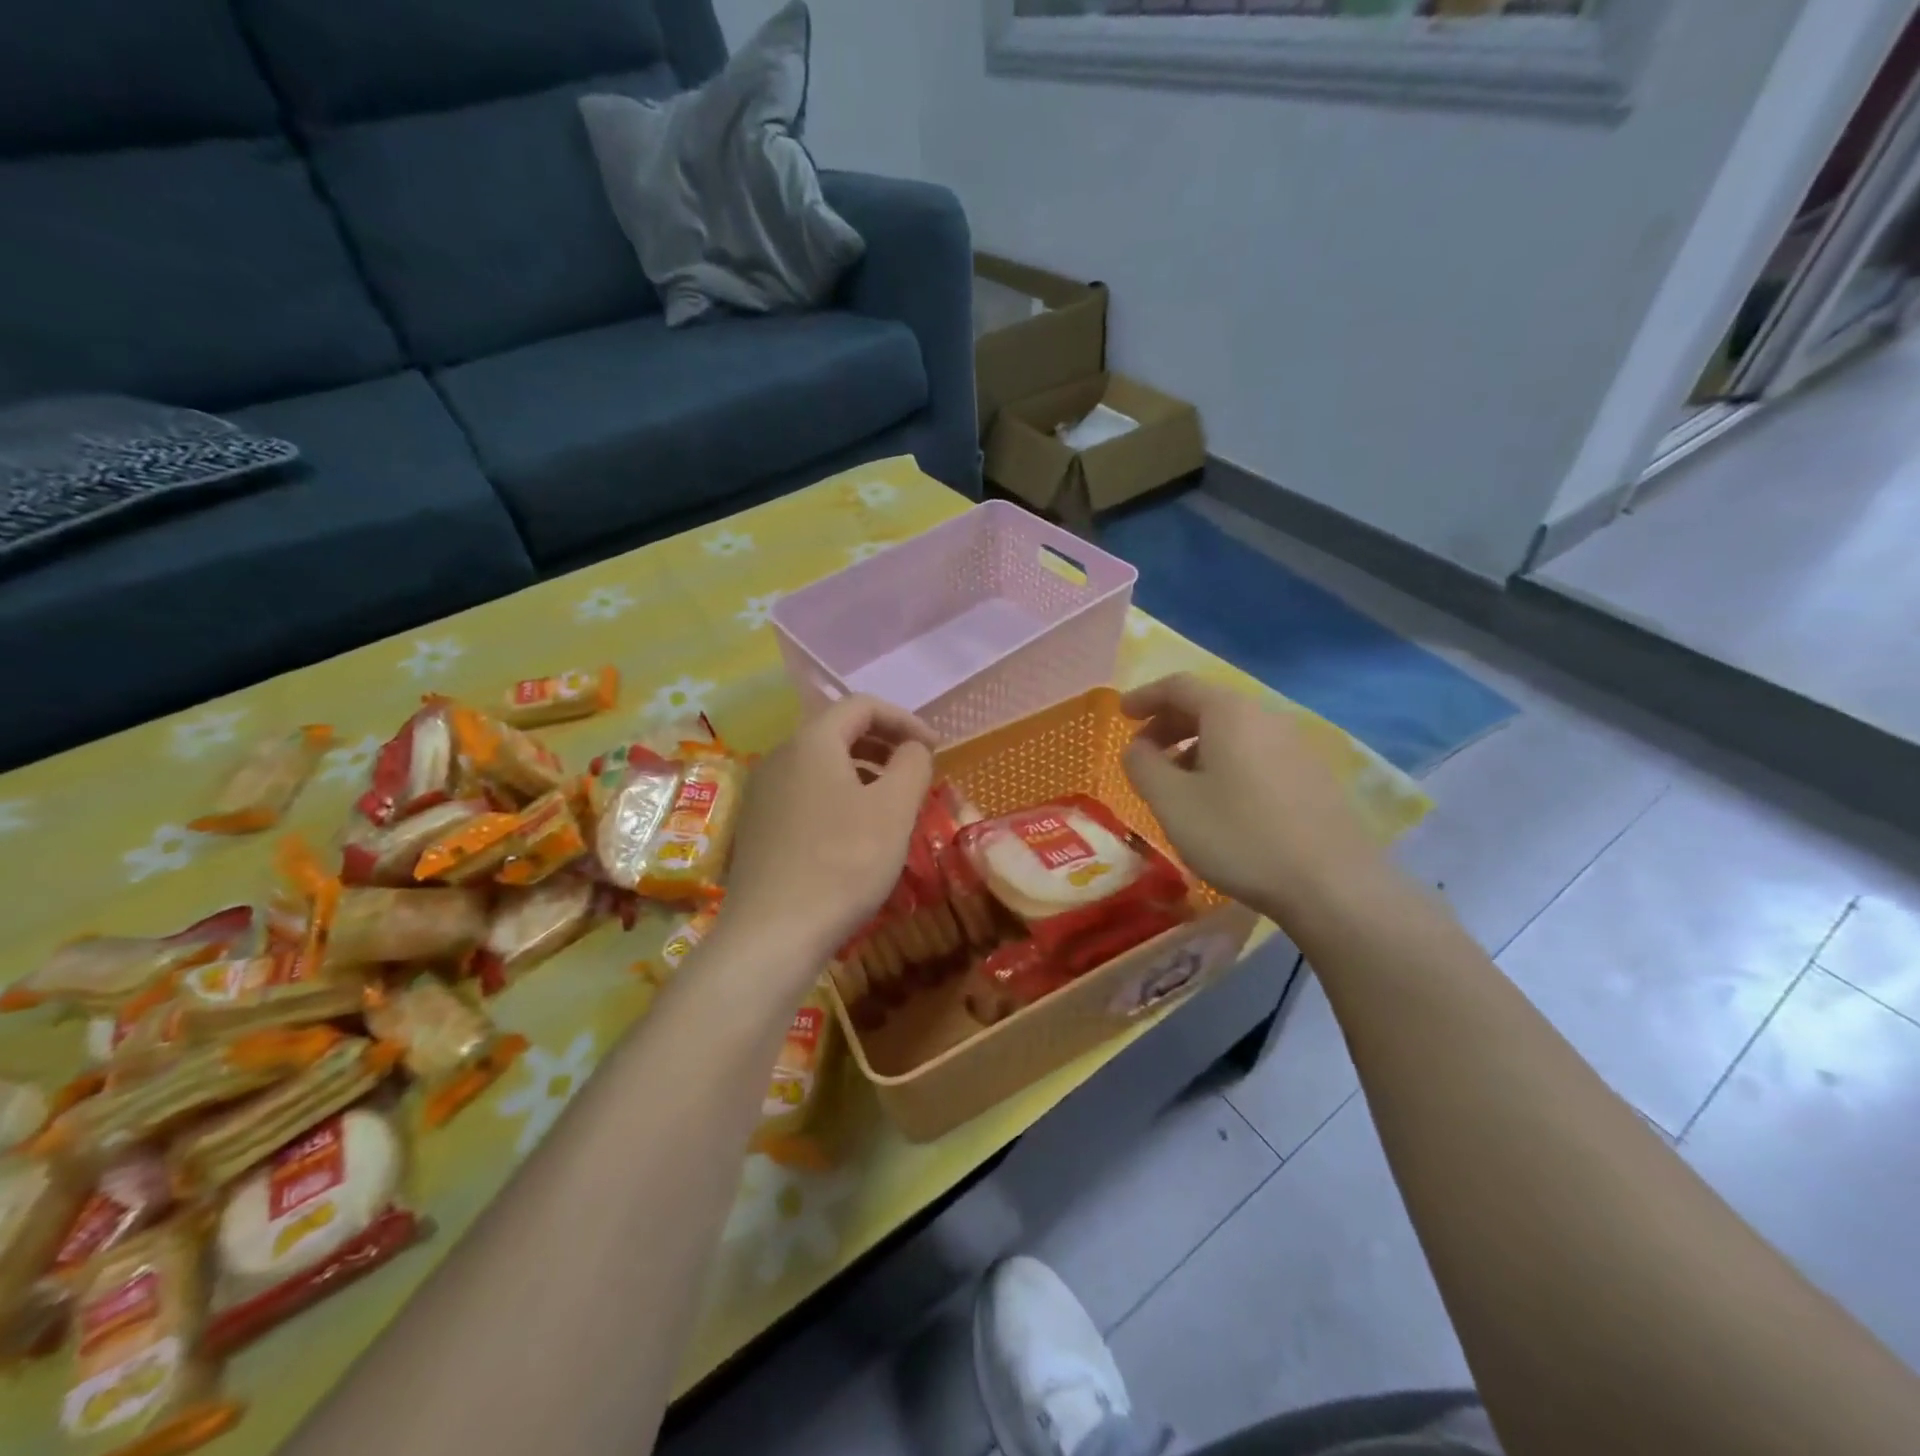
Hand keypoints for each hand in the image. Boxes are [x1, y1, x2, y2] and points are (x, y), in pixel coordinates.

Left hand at [723, 695, 935, 966]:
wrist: (772, 934)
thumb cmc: (843, 862)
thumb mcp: (894, 809)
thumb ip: (912, 764)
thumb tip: (913, 747)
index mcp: (812, 741)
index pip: (862, 705)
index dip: (905, 719)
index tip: (934, 748)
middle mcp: (780, 756)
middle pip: (838, 730)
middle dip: (884, 743)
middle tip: (916, 770)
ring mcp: (763, 792)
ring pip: (821, 764)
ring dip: (863, 771)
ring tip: (892, 802)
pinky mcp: (758, 826)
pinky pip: (806, 792)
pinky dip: (839, 795)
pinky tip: (856, 831)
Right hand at [1120, 674, 1384, 922]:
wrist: (1332, 884)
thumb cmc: (1239, 836)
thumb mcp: (1172, 802)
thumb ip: (1143, 766)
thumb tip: (1137, 747)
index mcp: (1230, 713)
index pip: (1179, 685)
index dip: (1145, 696)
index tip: (1122, 714)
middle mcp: (1266, 717)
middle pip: (1209, 705)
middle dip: (1169, 723)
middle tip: (1144, 752)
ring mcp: (1296, 746)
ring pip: (1234, 732)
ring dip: (1196, 746)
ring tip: (1177, 782)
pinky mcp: (1313, 776)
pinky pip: (1256, 753)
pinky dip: (1226, 763)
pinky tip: (1220, 801)